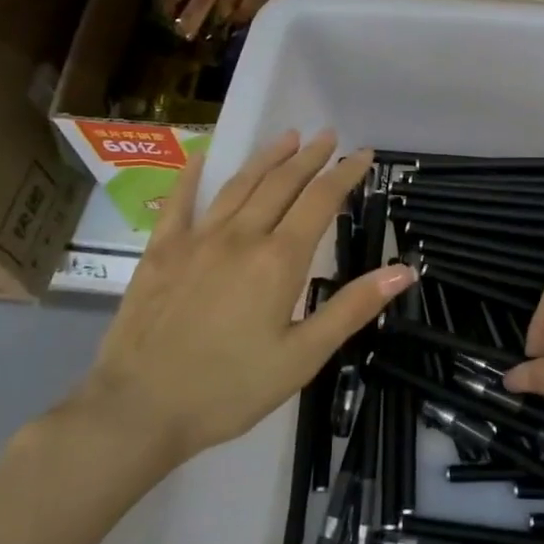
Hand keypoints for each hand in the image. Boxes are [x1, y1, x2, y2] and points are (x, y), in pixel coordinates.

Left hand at [70, 129, 414, 481]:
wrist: (139, 409)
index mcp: (279, 260)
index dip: (345, 173)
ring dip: (266, 158)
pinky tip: (202, 158)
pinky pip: (179, 203)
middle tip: (328, 135)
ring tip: (287, 137)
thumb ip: (352, 307)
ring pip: (239, 185)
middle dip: (309, 156)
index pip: (321, 201)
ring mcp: (196, 240)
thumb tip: (403, 270)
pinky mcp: (160, 252)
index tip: (364, 153)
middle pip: (281, 183)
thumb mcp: (303, 356)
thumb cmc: (230, 388)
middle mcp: (240, 237)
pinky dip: (193, 176)